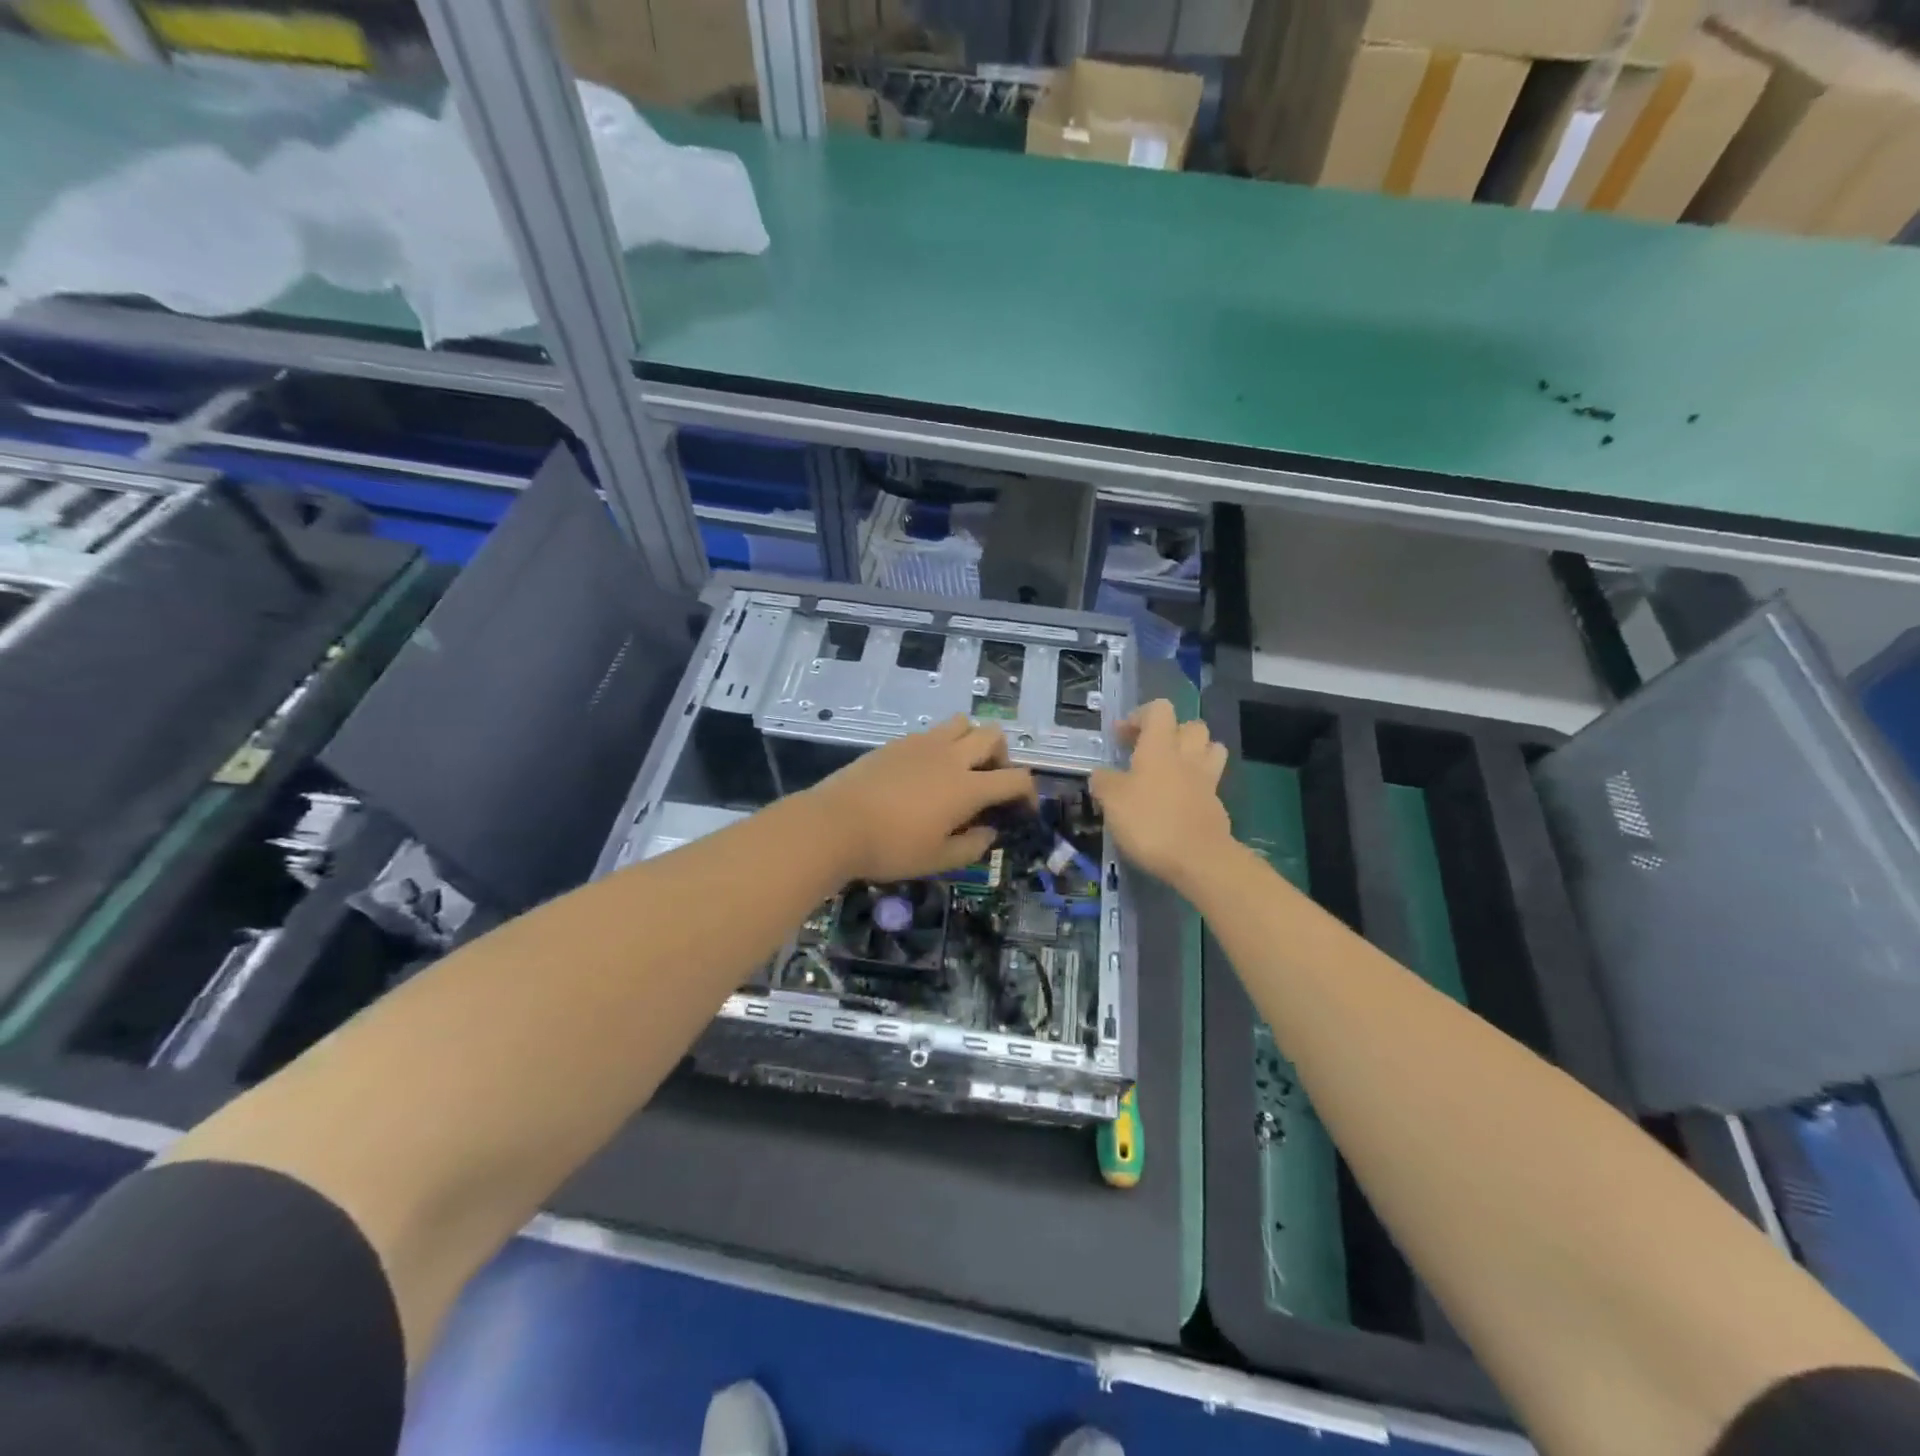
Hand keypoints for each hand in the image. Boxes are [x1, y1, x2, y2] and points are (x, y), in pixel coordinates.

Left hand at [806, 717, 1036, 882]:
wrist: (834, 824)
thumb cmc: (890, 848)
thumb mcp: (937, 860)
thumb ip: (971, 847)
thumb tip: (989, 832)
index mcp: (967, 787)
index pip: (1016, 778)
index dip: (1028, 792)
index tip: (1022, 809)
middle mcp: (951, 757)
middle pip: (994, 735)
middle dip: (1002, 757)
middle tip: (989, 783)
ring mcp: (922, 744)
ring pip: (963, 723)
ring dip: (971, 741)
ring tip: (959, 769)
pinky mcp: (897, 742)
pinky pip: (932, 732)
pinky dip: (941, 745)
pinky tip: (925, 773)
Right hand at [1091, 700, 1232, 890]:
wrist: (1198, 859)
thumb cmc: (1149, 821)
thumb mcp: (1111, 800)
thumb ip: (1103, 781)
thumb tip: (1101, 775)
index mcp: (1160, 746)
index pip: (1159, 710)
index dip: (1139, 717)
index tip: (1121, 737)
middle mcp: (1187, 756)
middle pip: (1191, 726)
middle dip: (1171, 733)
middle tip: (1148, 752)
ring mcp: (1207, 780)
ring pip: (1210, 749)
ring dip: (1193, 753)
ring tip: (1172, 771)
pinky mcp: (1217, 805)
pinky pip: (1210, 782)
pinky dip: (1196, 785)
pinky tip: (1179, 801)